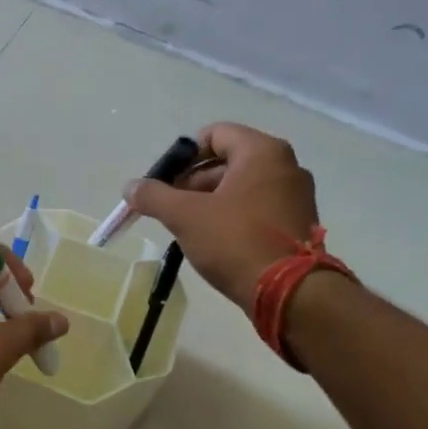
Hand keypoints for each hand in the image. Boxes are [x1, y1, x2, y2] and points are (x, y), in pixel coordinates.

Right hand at [126, 123, 320, 318]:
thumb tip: (130, 187)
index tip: (164, 181)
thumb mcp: (185, 216)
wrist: (290, 294)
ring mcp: (295, 197)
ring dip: (209, 201)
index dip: (183, 155)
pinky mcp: (297, 224)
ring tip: (187, 228)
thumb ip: (154, 196)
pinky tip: (213, 242)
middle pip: (227, 161)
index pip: (215, 134)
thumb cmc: (236, 241)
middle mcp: (285, 167)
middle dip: (192, 182)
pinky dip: (231, 217)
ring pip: (241, 187)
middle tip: (169, 208)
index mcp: (262, 153)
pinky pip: (256, 208)